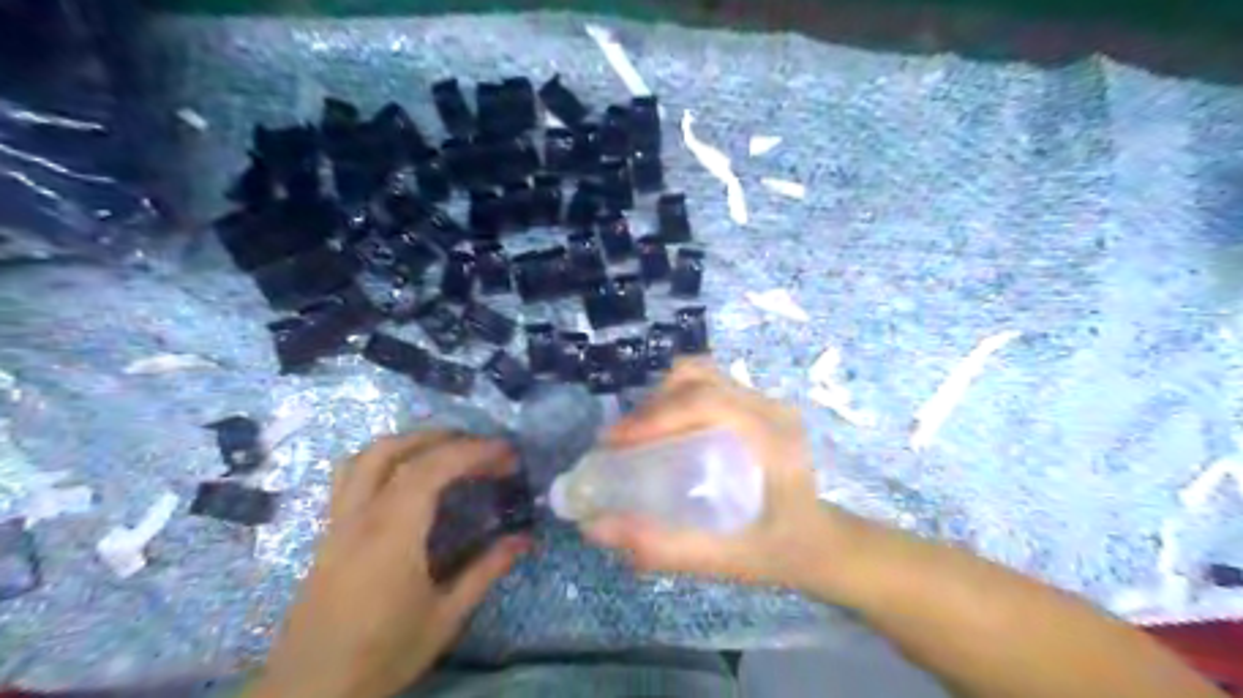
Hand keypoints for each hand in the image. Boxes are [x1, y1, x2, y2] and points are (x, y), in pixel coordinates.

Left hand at [248, 432, 528, 697]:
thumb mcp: (445, 617)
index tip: (507, 453)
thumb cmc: (382, 654)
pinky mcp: (329, 533)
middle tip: (482, 449)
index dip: (473, 451)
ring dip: (409, 442)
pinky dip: (385, 459)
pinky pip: (352, 475)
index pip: (432, 468)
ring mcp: (339, 522)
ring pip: (366, 456)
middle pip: (397, 451)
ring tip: (445, 450)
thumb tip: (525, 539)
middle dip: (445, 439)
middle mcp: (361, 516)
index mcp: (392, 533)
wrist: (309, 693)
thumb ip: (486, 570)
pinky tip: (405, 478)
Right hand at [584, 360, 866, 592]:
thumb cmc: (785, 551)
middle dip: (652, 405)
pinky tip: (663, 433)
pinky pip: (707, 386)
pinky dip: (675, 400)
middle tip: (623, 443)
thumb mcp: (730, 560)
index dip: (656, 415)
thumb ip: (668, 549)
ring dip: (661, 398)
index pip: (708, 402)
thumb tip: (598, 528)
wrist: (826, 542)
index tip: (615, 443)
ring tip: (638, 436)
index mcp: (772, 437)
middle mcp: (770, 408)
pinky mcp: (756, 407)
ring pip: (701, 375)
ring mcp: (764, 402)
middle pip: (699, 378)